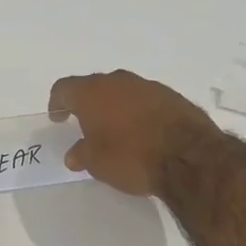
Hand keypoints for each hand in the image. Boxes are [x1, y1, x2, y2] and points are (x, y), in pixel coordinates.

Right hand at [48, 71, 218, 196]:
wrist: (188, 157)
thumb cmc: (130, 157)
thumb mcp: (96, 163)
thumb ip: (81, 154)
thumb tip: (74, 154)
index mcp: (92, 93)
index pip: (64, 88)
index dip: (57, 102)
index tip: (57, 117)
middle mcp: (118, 81)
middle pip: (94, 86)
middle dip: (87, 103)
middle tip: (84, 122)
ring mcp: (148, 86)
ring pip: (122, 91)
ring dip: (115, 106)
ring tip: (115, 129)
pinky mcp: (172, 96)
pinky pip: (145, 100)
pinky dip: (138, 112)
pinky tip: (142, 131)